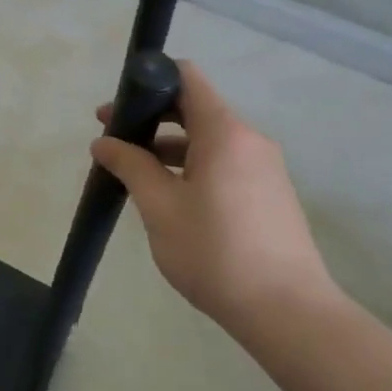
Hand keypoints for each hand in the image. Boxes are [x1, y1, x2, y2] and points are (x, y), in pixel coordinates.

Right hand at [92, 59, 334, 325]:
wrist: (288, 313)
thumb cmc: (215, 252)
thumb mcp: (160, 207)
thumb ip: (130, 166)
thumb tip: (103, 142)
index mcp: (225, 132)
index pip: (187, 78)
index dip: (150, 79)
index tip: (119, 104)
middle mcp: (249, 140)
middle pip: (195, 108)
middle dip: (150, 117)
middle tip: (111, 137)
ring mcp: (264, 168)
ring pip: (207, 139)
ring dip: (168, 146)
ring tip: (131, 172)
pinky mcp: (269, 194)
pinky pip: (223, 163)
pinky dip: (191, 166)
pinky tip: (167, 196)